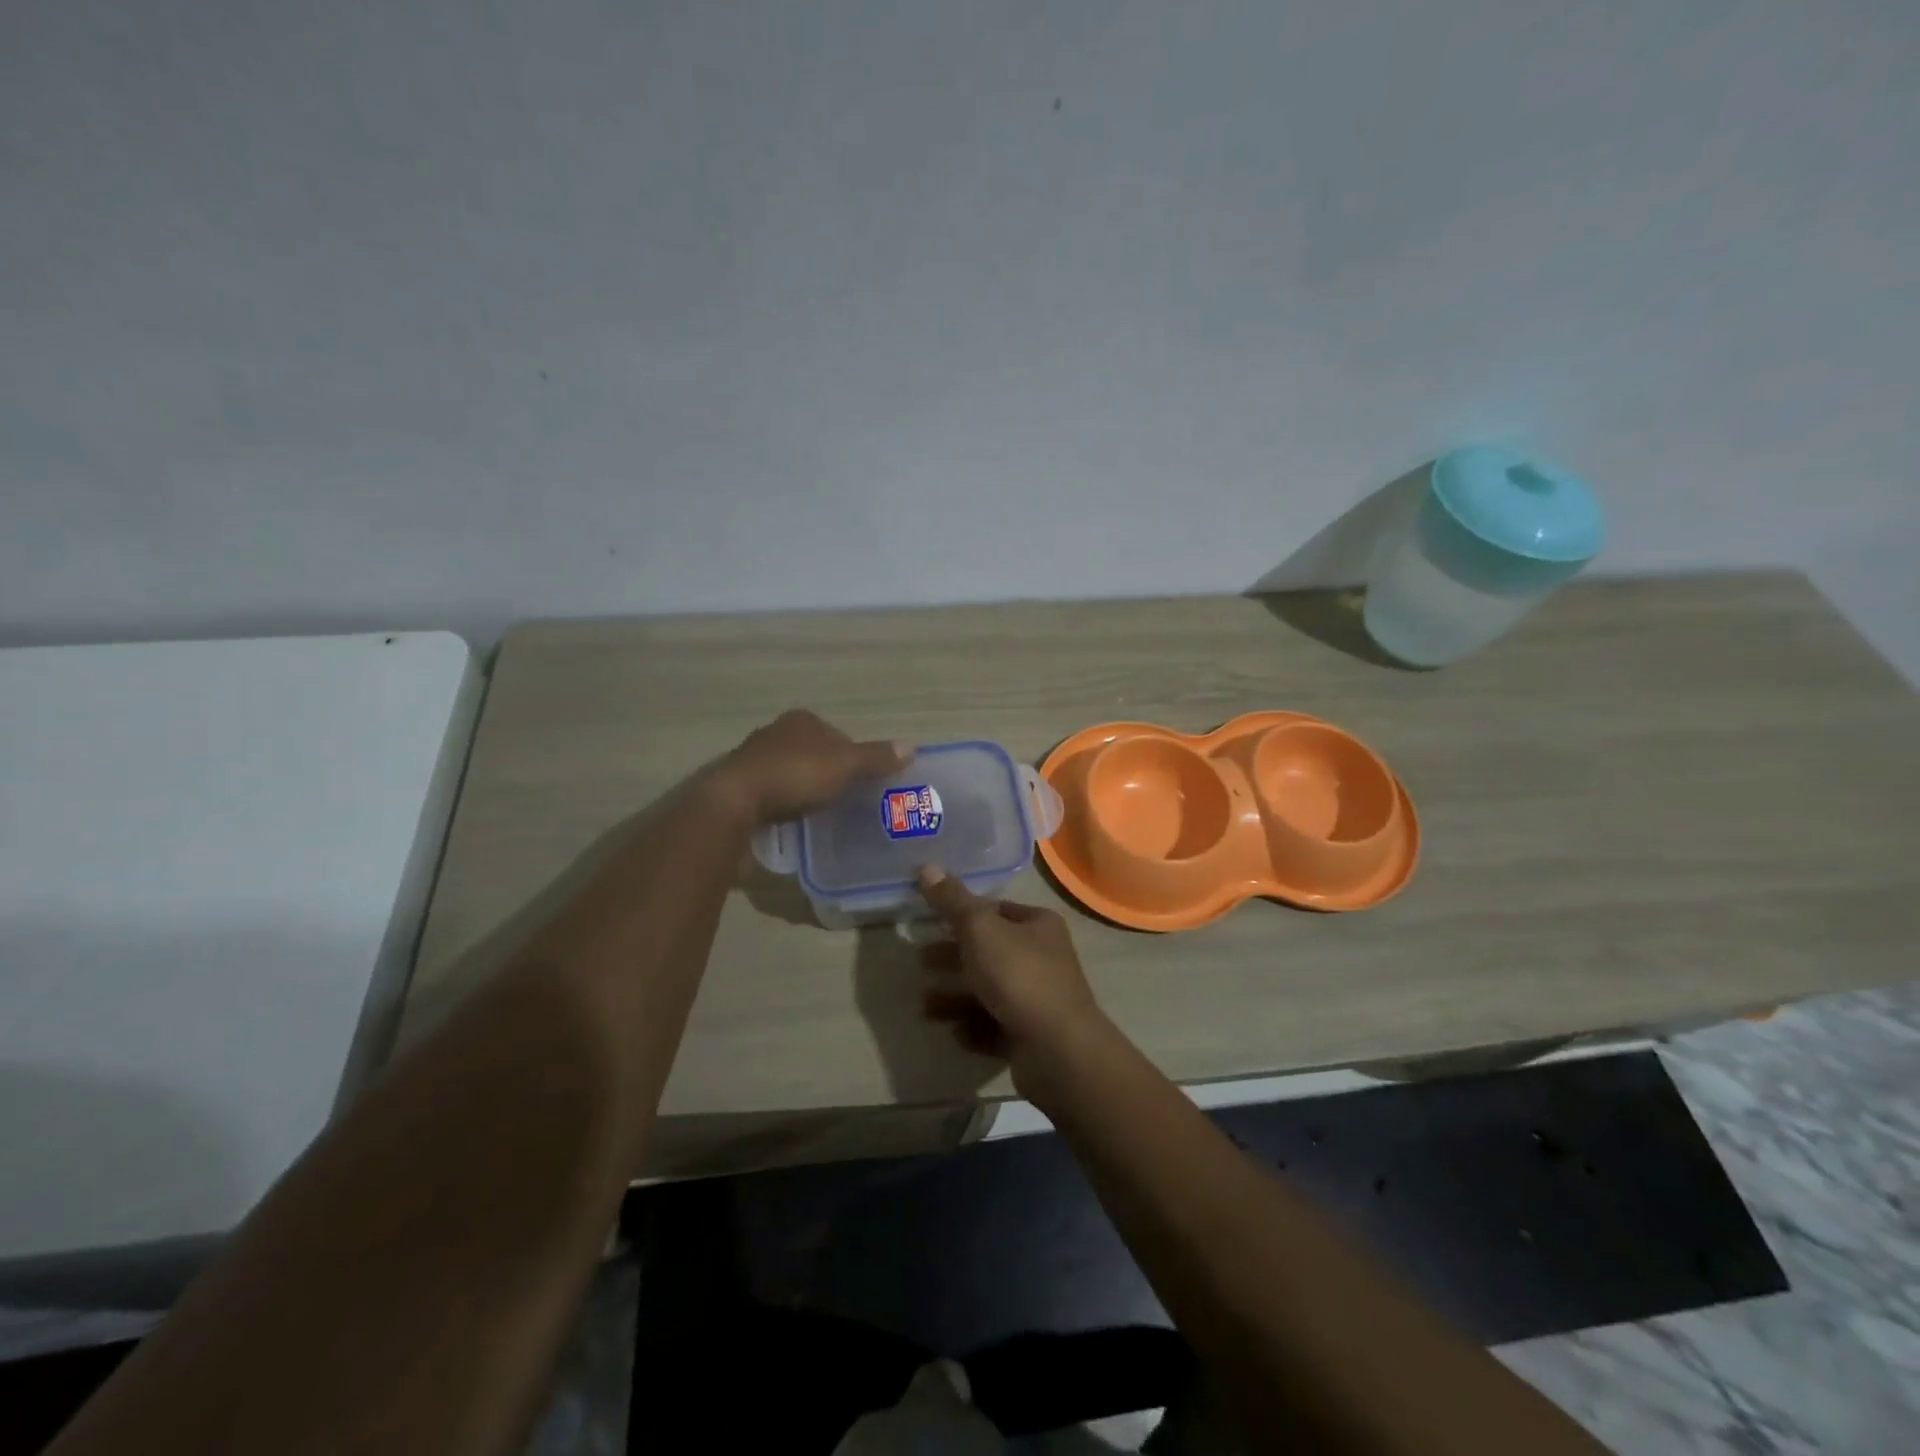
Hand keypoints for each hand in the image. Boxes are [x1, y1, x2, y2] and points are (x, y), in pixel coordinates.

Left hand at [716, 709, 911, 823]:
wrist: (734, 804)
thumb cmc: (794, 776)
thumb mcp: (844, 765)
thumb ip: (876, 758)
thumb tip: (912, 747)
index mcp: (801, 721)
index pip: (838, 735)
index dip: (854, 756)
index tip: (864, 782)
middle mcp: (776, 733)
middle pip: (815, 754)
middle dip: (830, 773)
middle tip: (848, 801)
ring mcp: (755, 760)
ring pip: (793, 774)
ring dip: (806, 790)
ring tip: (824, 815)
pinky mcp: (741, 788)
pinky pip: (774, 794)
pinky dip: (786, 805)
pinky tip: (795, 822)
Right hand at [915, 865, 1105, 1092]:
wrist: (1057, 1050)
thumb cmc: (1019, 976)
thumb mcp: (980, 930)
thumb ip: (952, 901)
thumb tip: (926, 866)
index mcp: (1039, 925)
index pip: (996, 910)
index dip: (963, 913)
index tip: (931, 921)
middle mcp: (1044, 957)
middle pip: (990, 951)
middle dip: (953, 957)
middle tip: (920, 961)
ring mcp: (1039, 998)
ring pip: (989, 990)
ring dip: (956, 996)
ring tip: (924, 1005)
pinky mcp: (1031, 1034)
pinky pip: (994, 1025)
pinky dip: (973, 1027)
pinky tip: (954, 1032)